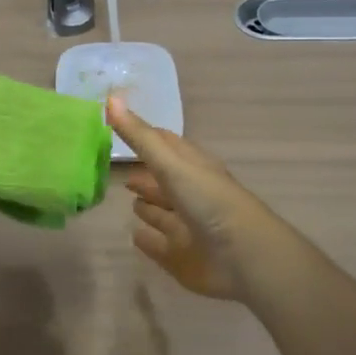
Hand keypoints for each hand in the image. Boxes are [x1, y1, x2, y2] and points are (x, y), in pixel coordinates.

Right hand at [108, 95, 274, 301]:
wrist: (244, 258)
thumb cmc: (209, 201)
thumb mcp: (171, 164)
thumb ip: (140, 136)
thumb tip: (111, 96)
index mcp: (193, 167)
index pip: (166, 145)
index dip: (145, 136)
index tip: (119, 128)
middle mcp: (191, 194)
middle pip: (164, 181)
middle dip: (145, 175)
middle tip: (118, 172)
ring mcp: (188, 227)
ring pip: (163, 213)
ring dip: (148, 206)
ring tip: (129, 201)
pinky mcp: (183, 258)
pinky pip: (160, 246)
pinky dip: (149, 239)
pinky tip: (135, 235)